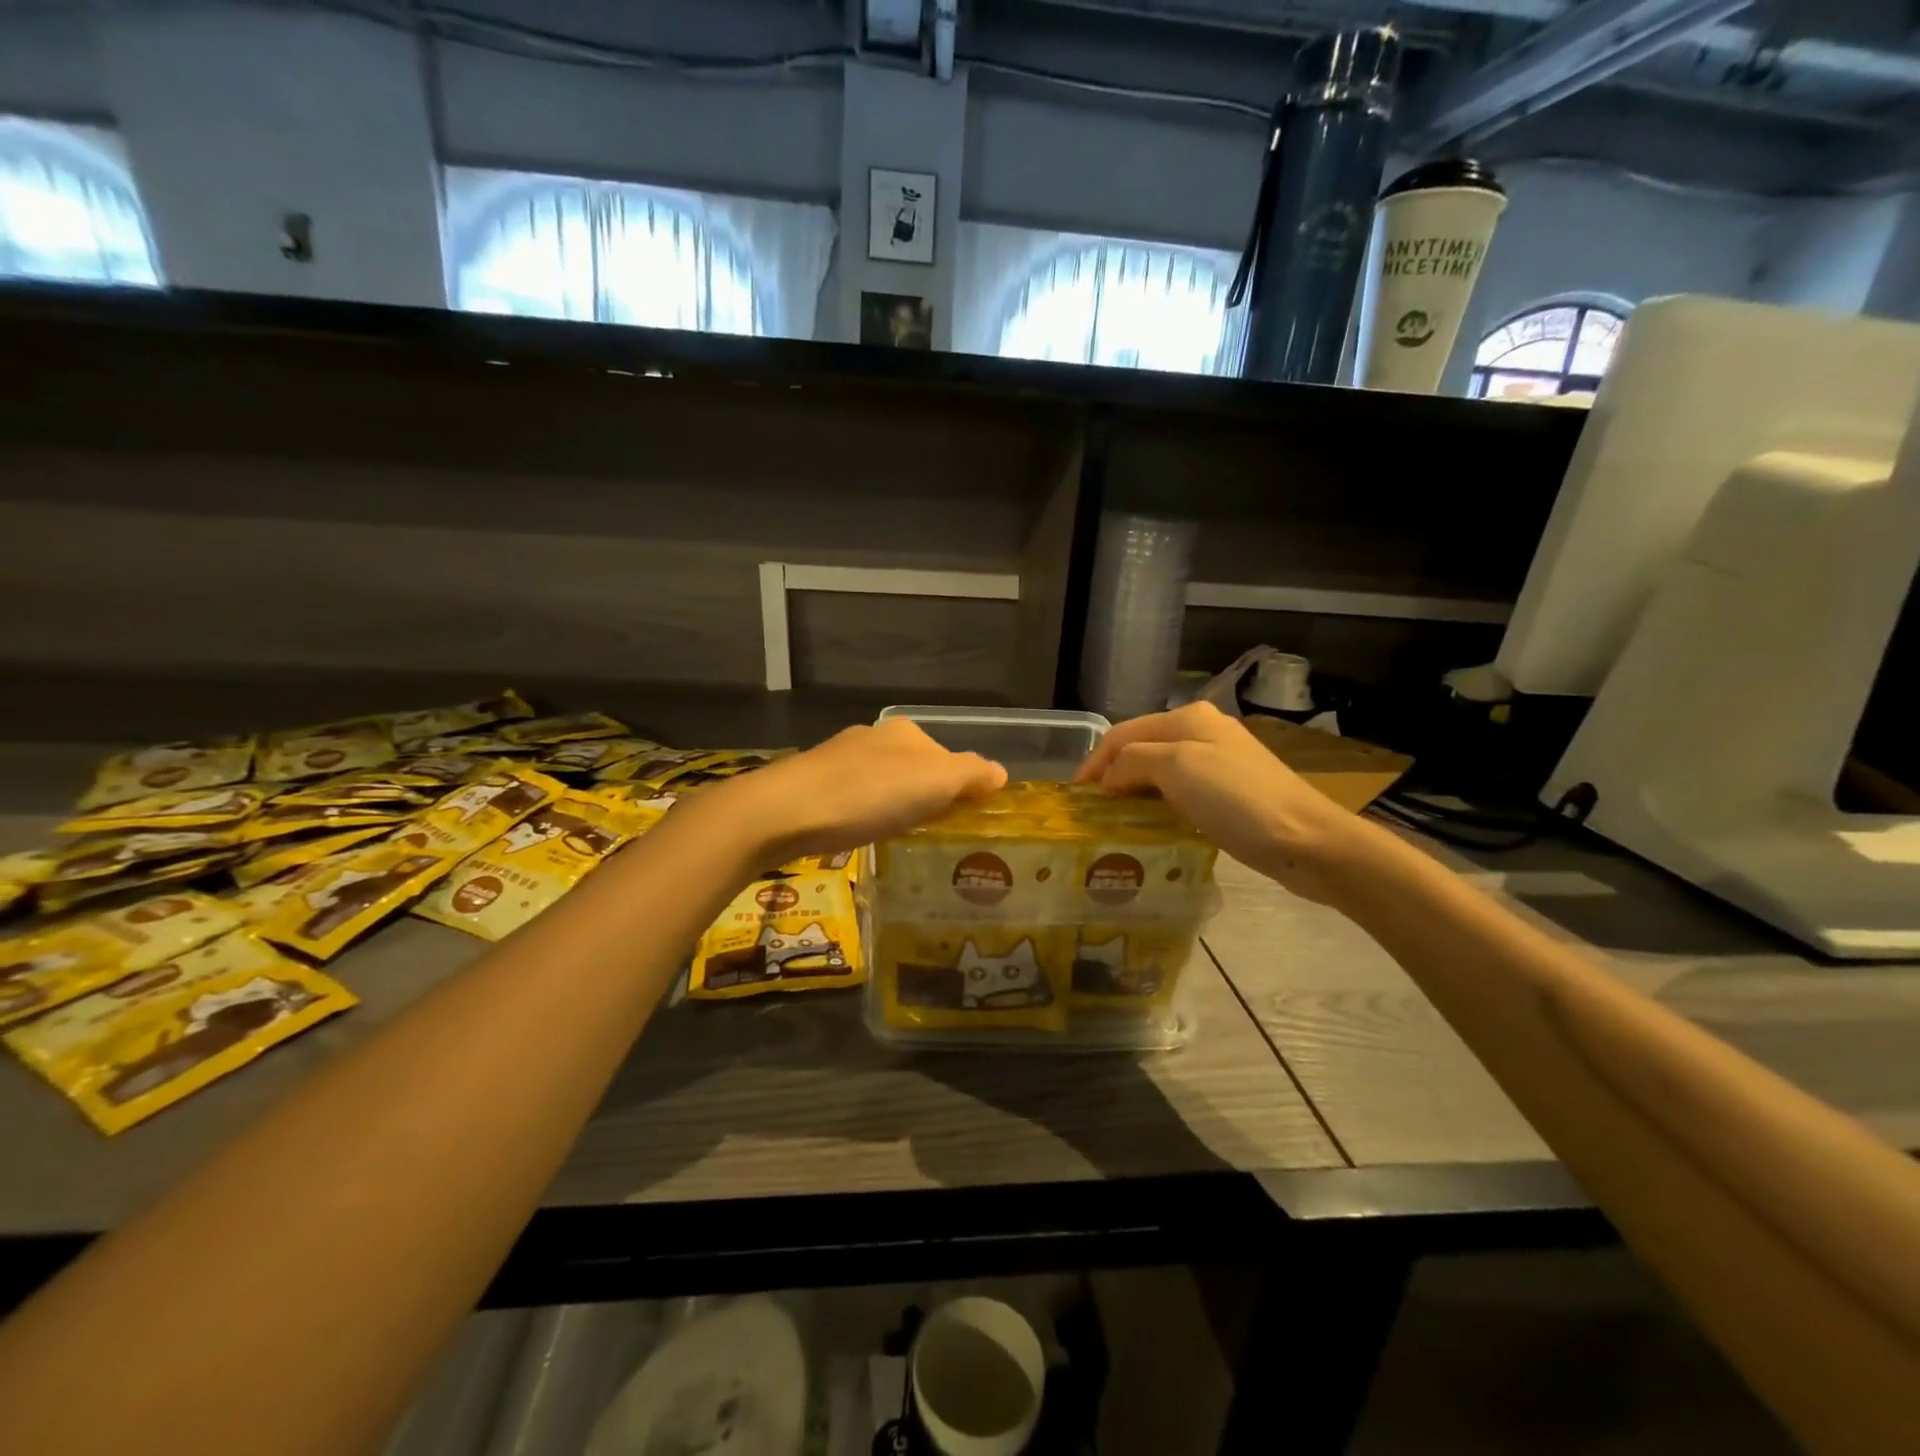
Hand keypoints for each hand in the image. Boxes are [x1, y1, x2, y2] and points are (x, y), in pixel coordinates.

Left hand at [707, 718, 1006, 864]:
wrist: (783, 812)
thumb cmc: (867, 795)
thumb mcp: (934, 782)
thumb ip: (971, 775)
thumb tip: (1000, 773)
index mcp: (904, 732)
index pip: (947, 757)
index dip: (960, 787)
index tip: (962, 819)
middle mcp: (871, 738)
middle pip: (914, 768)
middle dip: (925, 795)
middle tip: (933, 832)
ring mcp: (837, 760)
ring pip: (881, 782)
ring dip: (893, 805)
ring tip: (898, 835)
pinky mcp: (811, 786)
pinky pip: (853, 798)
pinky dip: (864, 814)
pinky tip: (859, 833)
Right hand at [1074, 702, 1381, 903]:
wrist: (1308, 841)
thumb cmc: (1237, 799)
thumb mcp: (1176, 768)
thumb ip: (1132, 761)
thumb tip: (1109, 778)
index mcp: (1188, 718)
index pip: (1122, 734)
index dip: (1094, 762)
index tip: (1074, 798)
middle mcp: (1202, 732)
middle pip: (1140, 749)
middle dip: (1112, 776)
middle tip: (1091, 812)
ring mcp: (1219, 762)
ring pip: (1159, 772)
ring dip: (1133, 792)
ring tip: (1113, 821)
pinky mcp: (1230, 793)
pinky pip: (1180, 793)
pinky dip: (1158, 805)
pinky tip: (1152, 826)